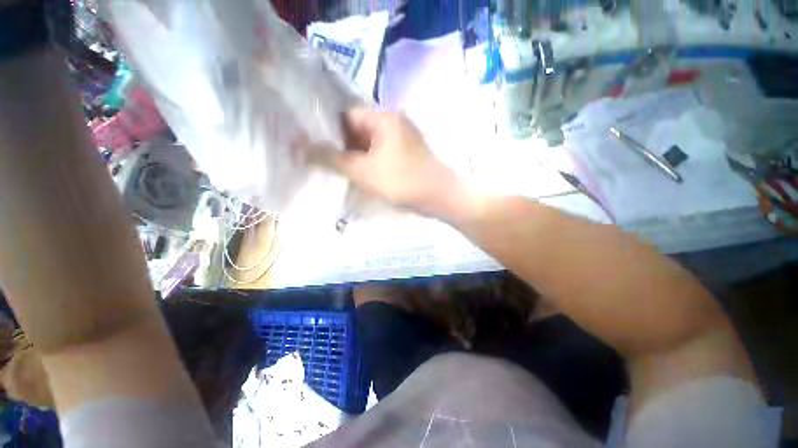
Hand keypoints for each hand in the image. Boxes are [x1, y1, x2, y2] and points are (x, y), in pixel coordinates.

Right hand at [309, 109, 459, 216]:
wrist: (440, 197)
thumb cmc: (402, 181)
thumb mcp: (364, 171)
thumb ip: (333, 159)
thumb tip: (301, 147)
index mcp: (383, 118)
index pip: (347, 116)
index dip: (328, 129)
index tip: (312, 144)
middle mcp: (393, 123)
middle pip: (358, 130)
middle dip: (340, 145)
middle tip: (320, 160)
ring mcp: (401, 140)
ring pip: (369, 144)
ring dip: (354, 156)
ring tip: (334, 169)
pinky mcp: (406, 155)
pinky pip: (380, 154)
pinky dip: (368, 162)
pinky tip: (357, 174)